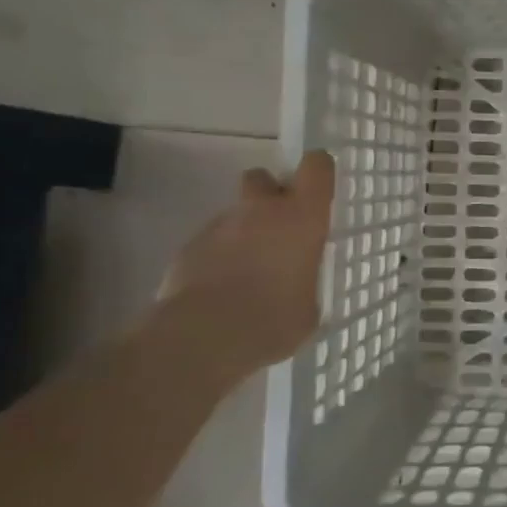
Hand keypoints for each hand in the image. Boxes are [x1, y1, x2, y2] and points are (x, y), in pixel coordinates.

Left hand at [157, 151, 335, 371]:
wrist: (201, 339)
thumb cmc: (273, 320)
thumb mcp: (310, 306)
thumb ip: (305, 281)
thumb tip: (298, 285)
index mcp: (301, 218)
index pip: (316, 167)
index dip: (318, 172)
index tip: (319, 191)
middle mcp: (260, 211)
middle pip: (262, 178)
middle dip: (268, 196)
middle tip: (278, 229)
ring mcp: (219, 226)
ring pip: (235, 215)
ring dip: (243, 233)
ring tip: (247, 274)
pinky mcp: (188, 248)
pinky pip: (211, 243)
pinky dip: (218, 258)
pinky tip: (221, 291)